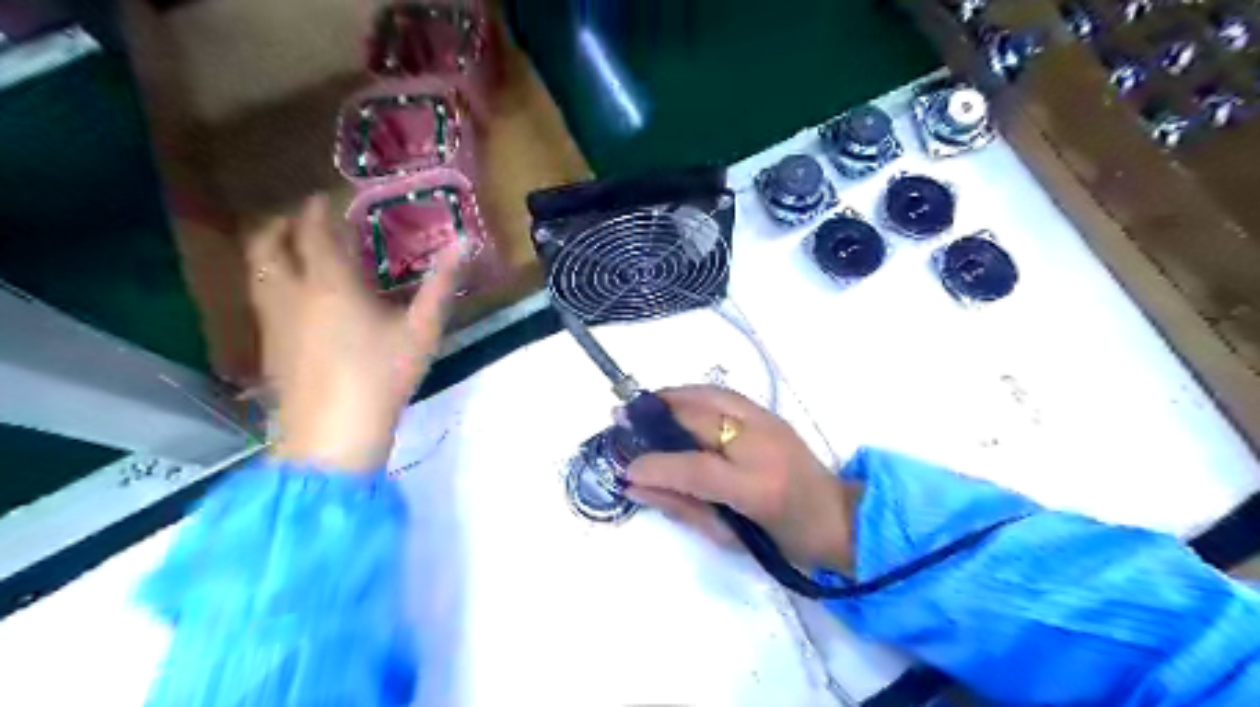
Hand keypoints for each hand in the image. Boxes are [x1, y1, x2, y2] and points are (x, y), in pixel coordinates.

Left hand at [247, 194, 462, 470]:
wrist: (333, 433)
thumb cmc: (383, 374)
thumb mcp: (421, 329)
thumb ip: (440, 284)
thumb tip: (462, 243)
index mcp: (329, 281)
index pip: (313, 229)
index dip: (318, 208)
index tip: (327, 197)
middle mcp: (291, 292)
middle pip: (267, 242)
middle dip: (281, 222)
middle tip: (302, 218)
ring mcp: (272, 320)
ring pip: (256, 270)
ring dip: (270, 250)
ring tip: (293, 251)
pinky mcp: (268, 345)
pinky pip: (261, 297)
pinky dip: (271, 281)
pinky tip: (295, 300)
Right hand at [627, 388, 862, 574]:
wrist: (837, 516)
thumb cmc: (785, 540)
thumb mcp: (730, 537)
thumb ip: (680, 507)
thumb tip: (635, 486)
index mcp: (757, 488)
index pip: (695, 468)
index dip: (656, 465)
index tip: (625, 467)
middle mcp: (763, 445)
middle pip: (700, 417)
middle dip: (655, 416)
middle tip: (621, 418)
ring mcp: (769, 422)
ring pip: (710, 394)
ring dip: (671, 396)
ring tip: (642, 406)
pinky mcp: (770, 412)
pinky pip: (723, 395)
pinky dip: (693, 394)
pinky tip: (674, 403)